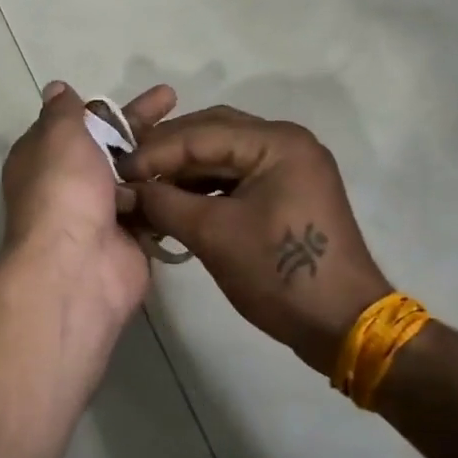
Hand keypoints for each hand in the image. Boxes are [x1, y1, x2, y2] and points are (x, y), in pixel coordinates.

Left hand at [0, 82, 176, 334]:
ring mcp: (101, 212)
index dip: (106, 107)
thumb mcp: (58, 136)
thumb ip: (63, 111)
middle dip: (142, 124)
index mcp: (44, 157)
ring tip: (196, 134)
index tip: (135, 93)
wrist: (77, 267)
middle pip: (111, 146)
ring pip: (135, 175)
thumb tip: (56, 89)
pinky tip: (199, 170)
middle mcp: (70, 183)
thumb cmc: (63, 190)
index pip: (77, 124)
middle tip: (176, 99)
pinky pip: (152, 206)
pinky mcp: (130, 236)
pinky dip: (169, 190)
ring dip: (160, 157)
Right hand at [122, 108, 390, 375]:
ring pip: (221, 154)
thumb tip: (123, 190)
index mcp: (276, 142)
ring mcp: (288, 166)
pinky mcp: (285, 190)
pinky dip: (203, 186)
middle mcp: (285, 142)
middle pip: (211, 132)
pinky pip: (235, 175)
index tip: (115, 172)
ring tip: (145, 189)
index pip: (200, 133)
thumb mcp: (214, 235)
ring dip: (182, 169)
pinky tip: (174, 201)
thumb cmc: (281, 274)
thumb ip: (163, 203)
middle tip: (127, 174)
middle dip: (166, 153)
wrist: (342, 324)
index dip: (153, 151)